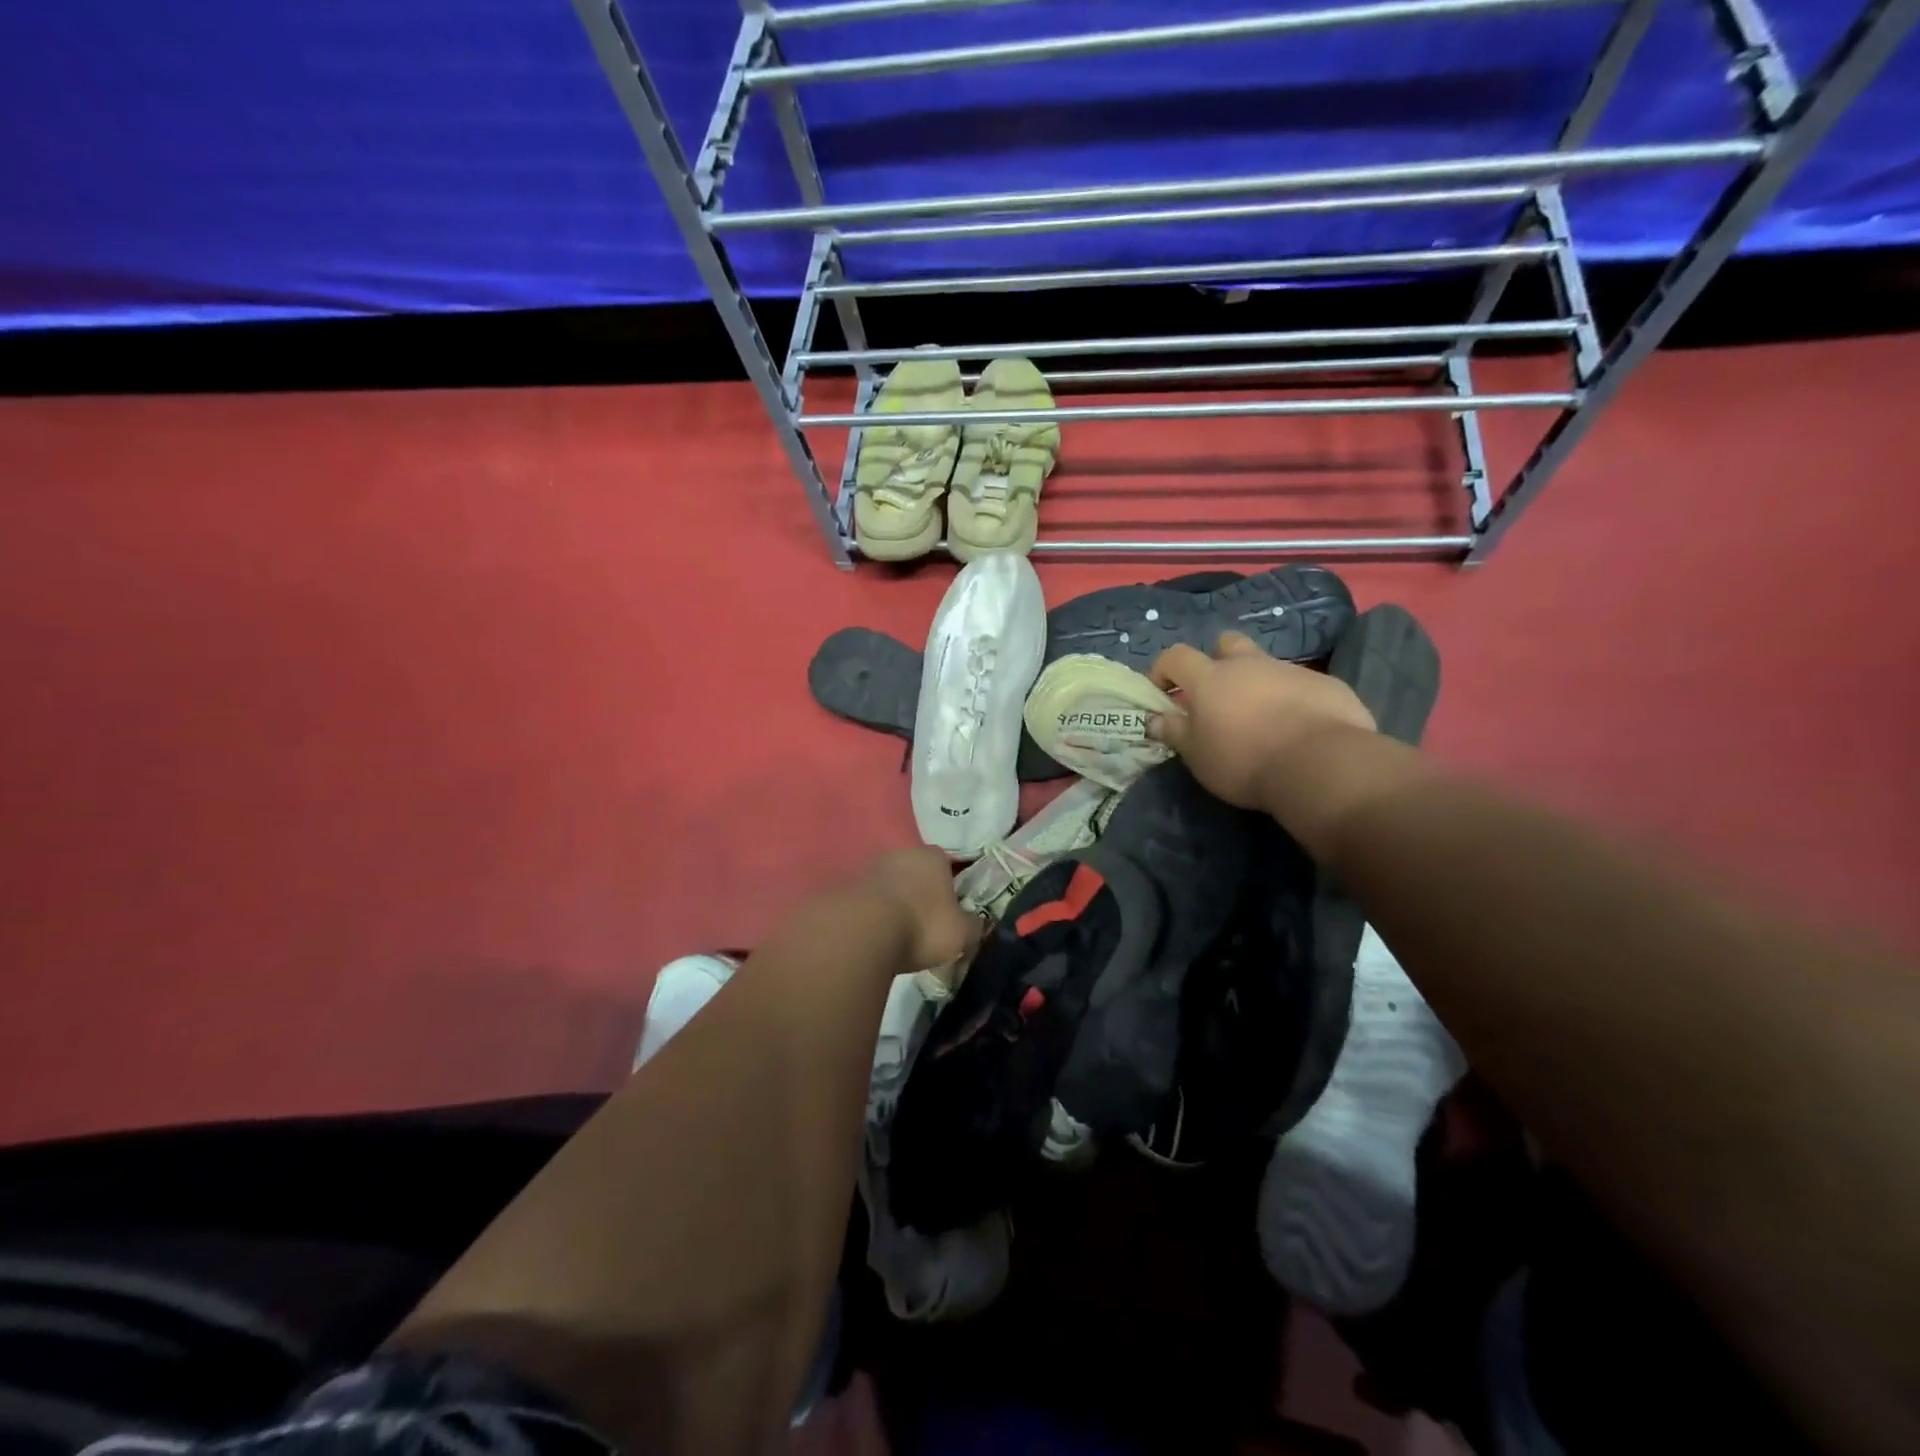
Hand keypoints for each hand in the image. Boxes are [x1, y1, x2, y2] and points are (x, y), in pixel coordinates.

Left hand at [859, 847, 979, 972]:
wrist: (861, 932)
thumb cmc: (922, 926)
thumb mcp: (961, 933)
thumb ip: (973, 925)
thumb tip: (977, 923)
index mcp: (933, 856)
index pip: (947, 865)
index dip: (950, 888)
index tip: (950, 911)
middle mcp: (901, 853)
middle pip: (916, 872)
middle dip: (920, 893)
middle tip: (924, 924)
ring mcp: (870, 867)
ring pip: (889, 884)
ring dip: (893, 903)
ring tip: (897, 934)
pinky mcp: (845, 886)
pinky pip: (867, 900)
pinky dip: (872, 914)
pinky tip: (874, 936)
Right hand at [1148, 632, 1375, 810]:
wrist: (1320, 764)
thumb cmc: (1244, 760)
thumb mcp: (1198, 756)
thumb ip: (1175, 733)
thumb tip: (1157, 719)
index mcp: (1210, 678)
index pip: (1176, 656)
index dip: (1163, 670)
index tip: (1162, 693)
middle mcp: (1248, 664)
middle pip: (1227, 643)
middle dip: (1217, 660)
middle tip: (1217, 693)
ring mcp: (1290, 671)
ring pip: (1266, 665)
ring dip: (1257, 684)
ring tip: (1262, 719)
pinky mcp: (1327, 684)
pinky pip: (1301, 685)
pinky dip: (1293, 700)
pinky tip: (1298, 728)